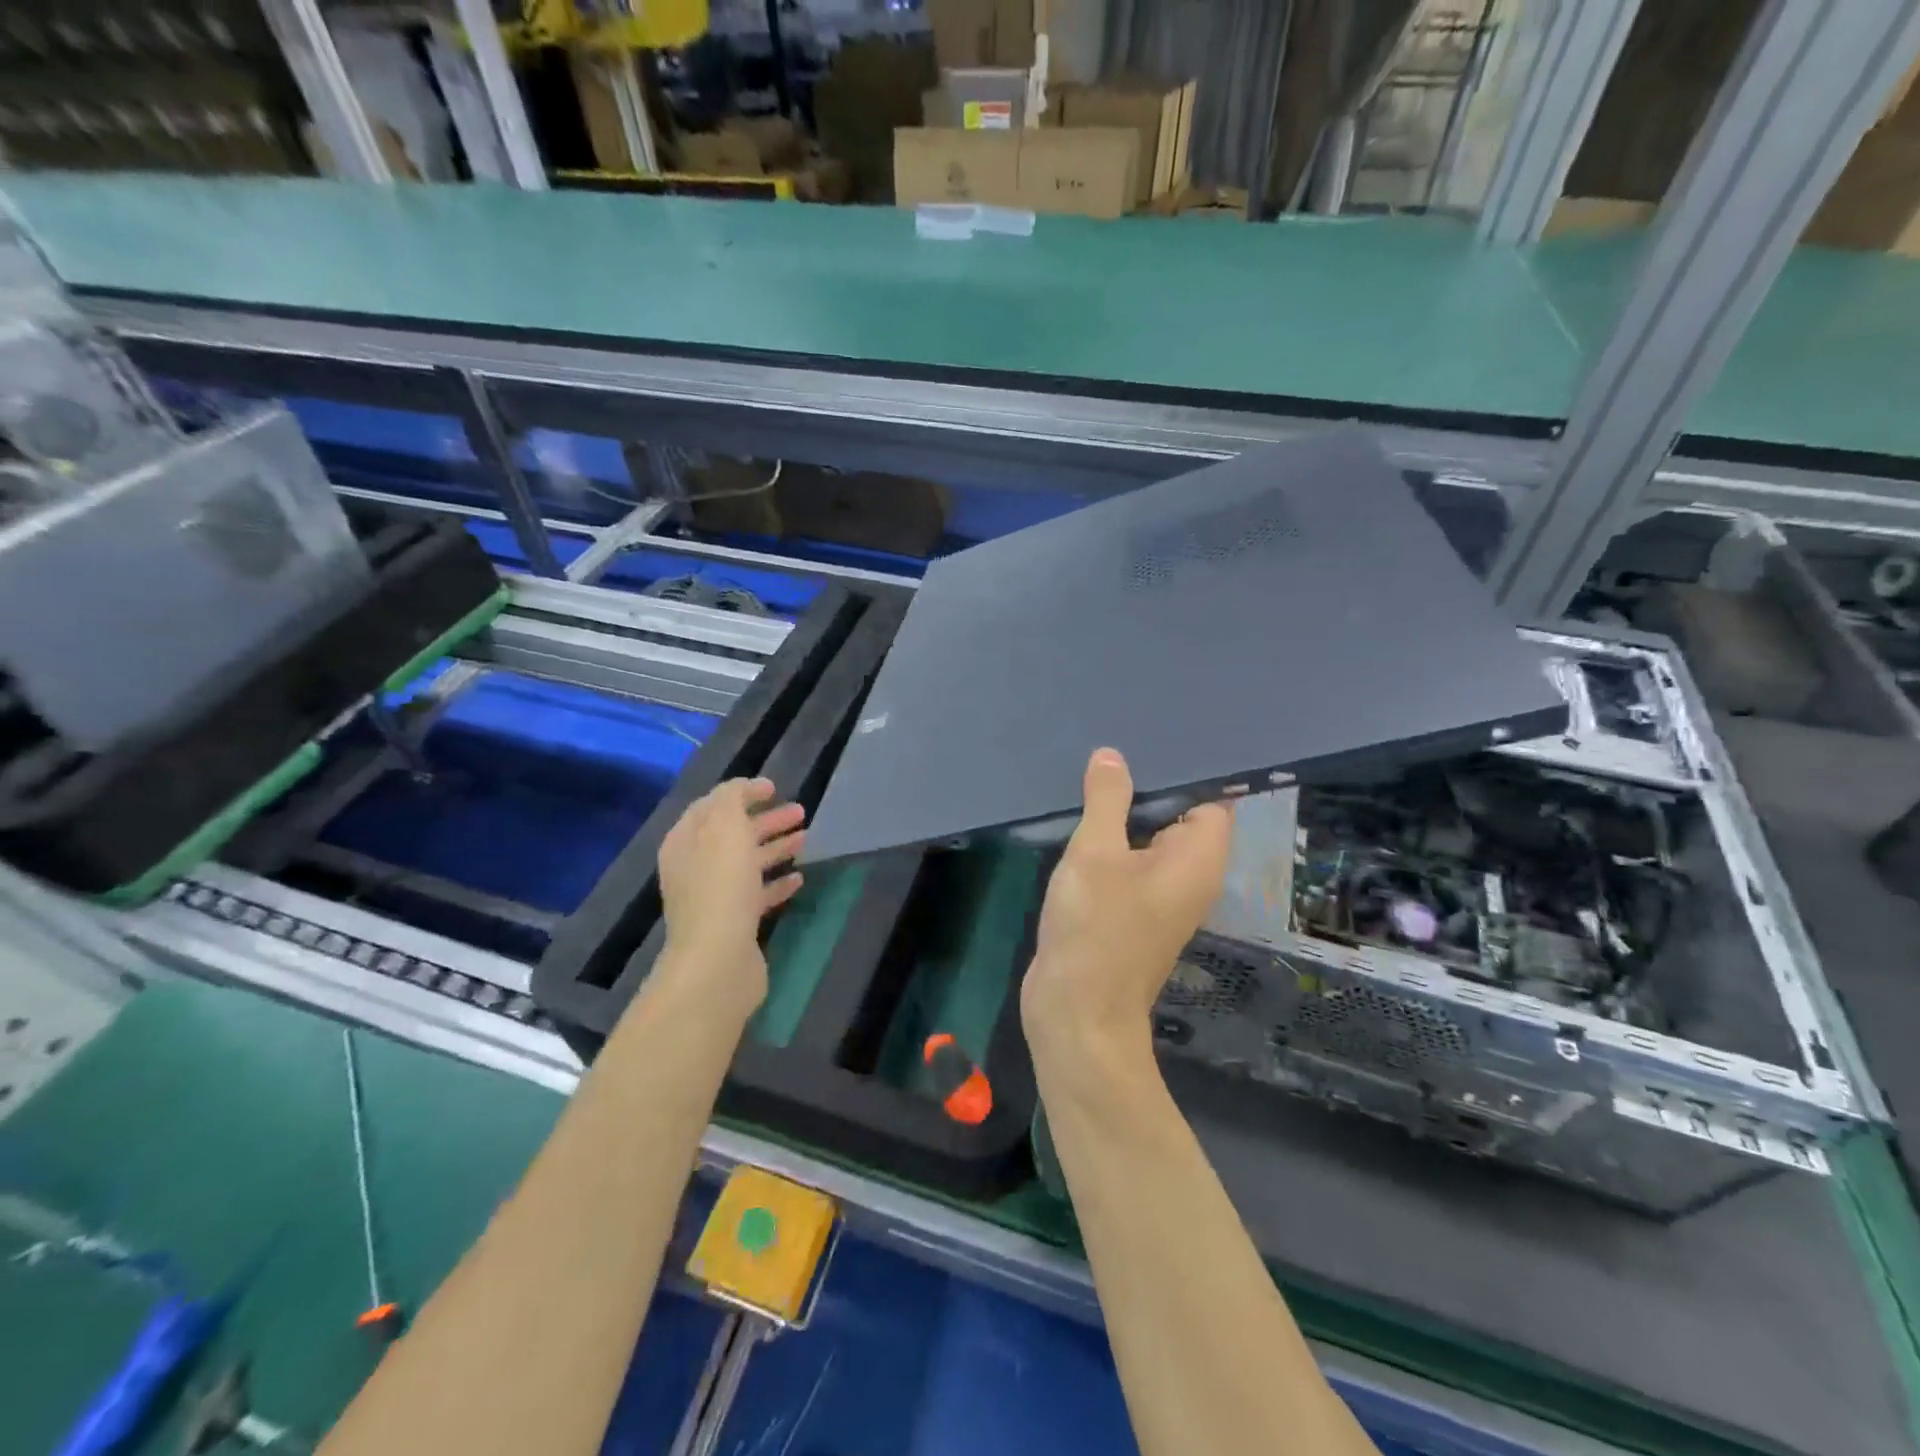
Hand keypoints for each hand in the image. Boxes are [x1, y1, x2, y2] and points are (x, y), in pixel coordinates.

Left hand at [656, 777, 805, 1005]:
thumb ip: (733, 799)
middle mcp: (695, 867)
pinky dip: (777, 883)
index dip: (741, 793)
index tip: (775, 787)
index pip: (711, 806)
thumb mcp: (725, 827)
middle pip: (733, 835)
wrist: (717, 960)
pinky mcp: (735, 925)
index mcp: (686, 841)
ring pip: (747, 864)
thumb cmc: (721, 886)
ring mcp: (714, 898)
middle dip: (765, 820)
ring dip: (775, 848)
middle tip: (801, 812)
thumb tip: (745, 788)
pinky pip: (758, 895)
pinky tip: (800, 878)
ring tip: (806, 839)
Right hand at [1022, 749, 1232, 1062]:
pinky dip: (1111, 839)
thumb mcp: (1096, 852)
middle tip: (1114, 747)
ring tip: (1093, 771)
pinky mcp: (1131, 909)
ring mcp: (1159, 895)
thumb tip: (1112, 756)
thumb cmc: (1096, 927)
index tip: (1154, 738)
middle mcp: (1189, 875)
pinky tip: (1082, 816)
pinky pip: (1129, 861)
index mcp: (1197, 859)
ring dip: (1124, 812)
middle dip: (1148, 785)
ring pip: (1149, 838)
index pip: (1211, 798)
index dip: (1187, 769)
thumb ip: (1107, 800)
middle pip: (1179, 815)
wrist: (1076, 1010)